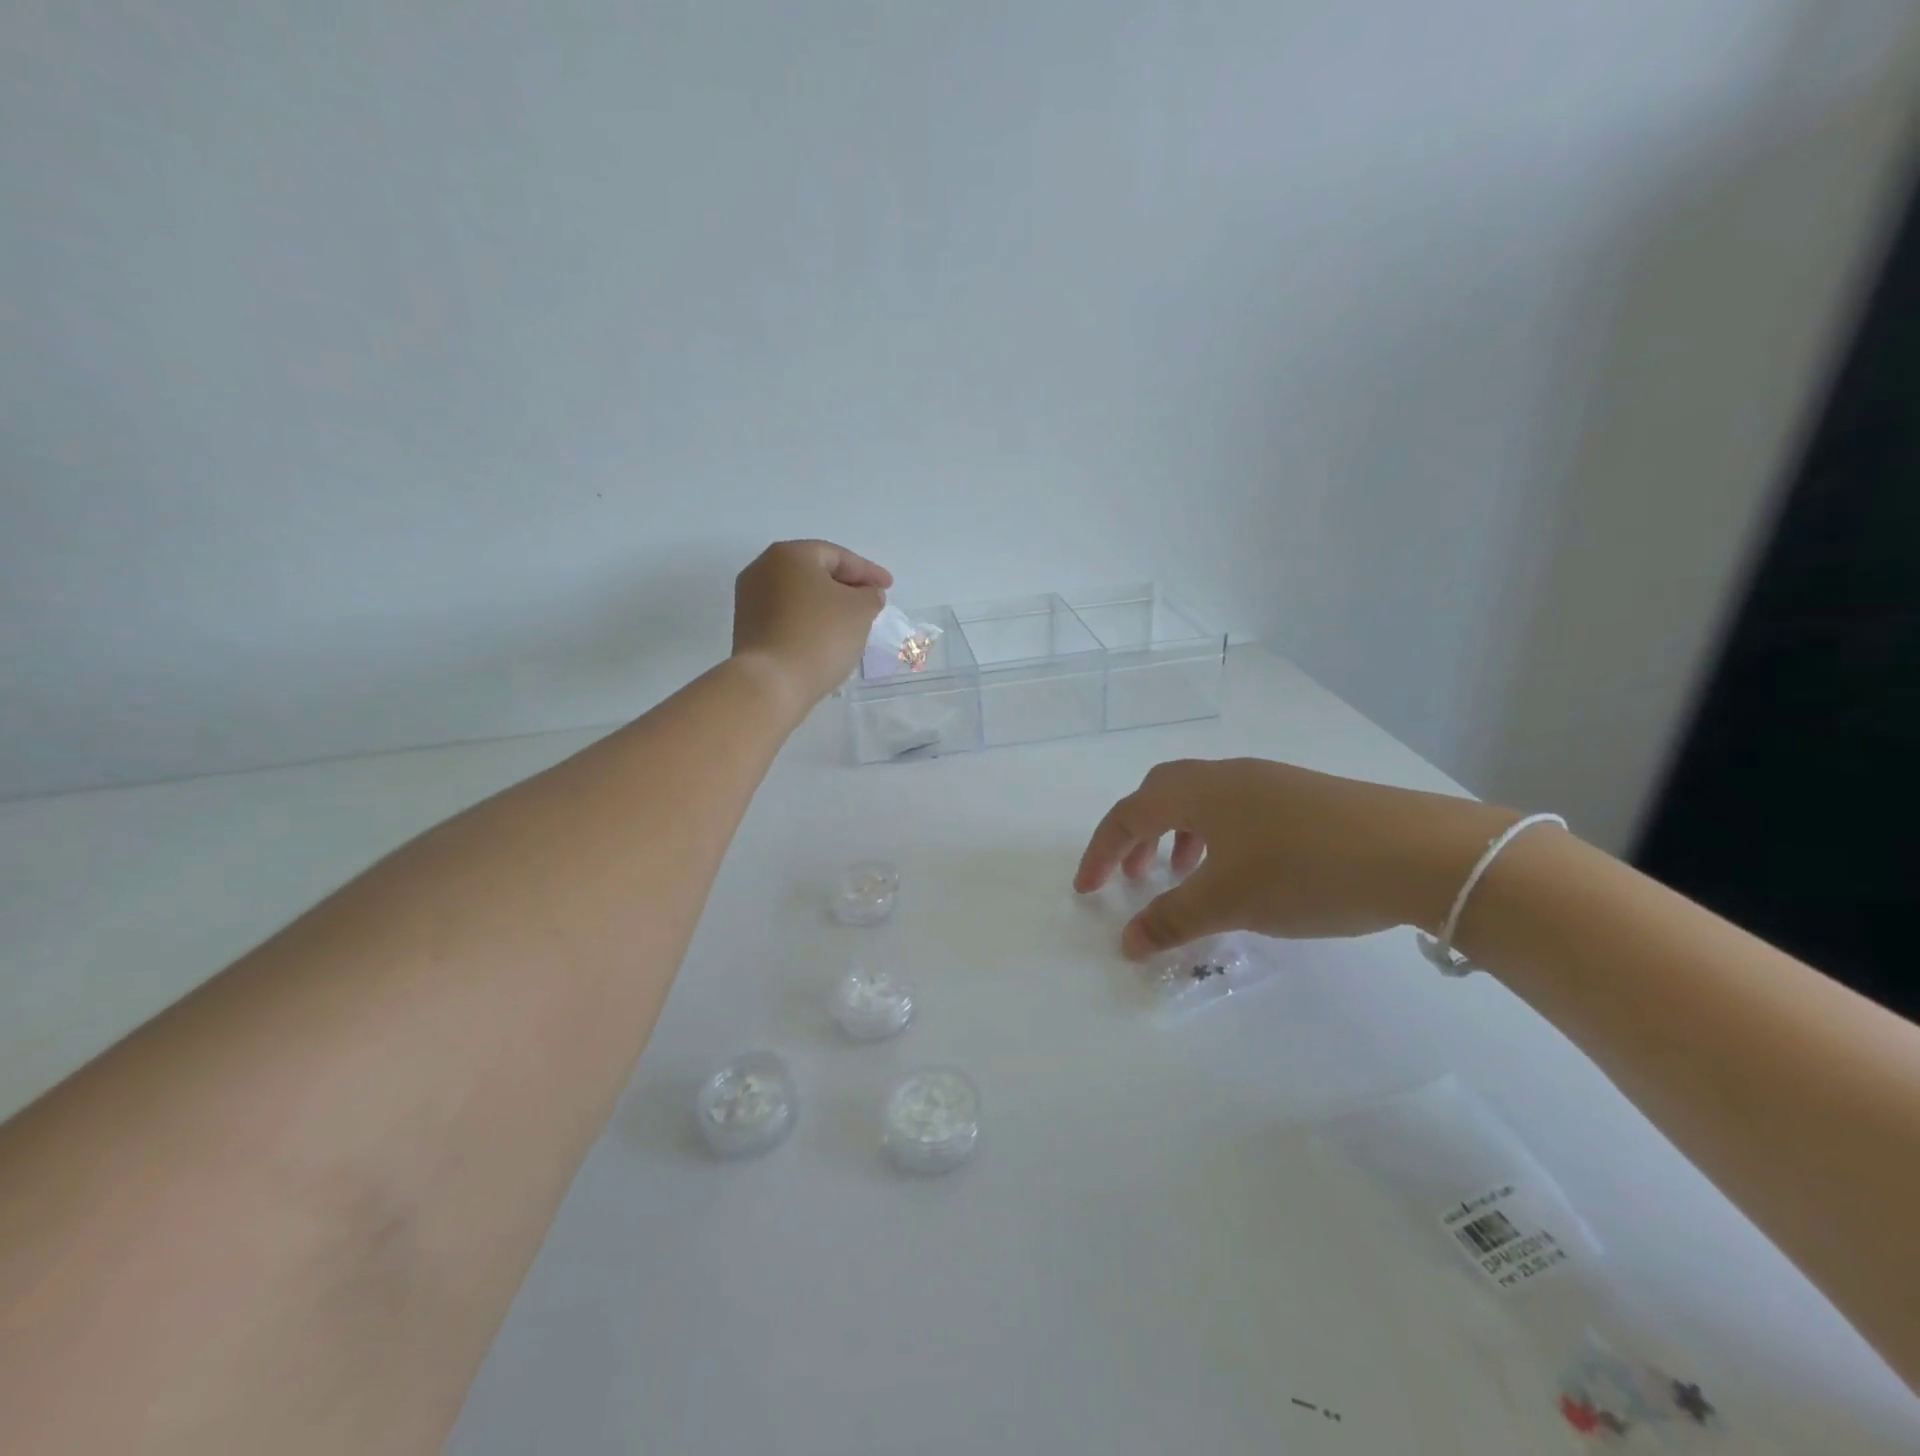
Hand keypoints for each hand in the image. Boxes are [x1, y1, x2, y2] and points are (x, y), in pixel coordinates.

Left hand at [731, 539, 891, 718]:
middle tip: (870, 602)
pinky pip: (787, 617)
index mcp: (789, 555)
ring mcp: (750, 599)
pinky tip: (825, 638)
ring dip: (826, 605)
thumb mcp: (860, 611)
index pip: (837, 556)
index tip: (889, 586)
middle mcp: (763, 569)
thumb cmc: (819, 636)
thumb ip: (870, 595)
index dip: (868, 571)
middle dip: (845, 586)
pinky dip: (809, 622)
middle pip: (815, 573)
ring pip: (799, 596)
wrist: (771, 682)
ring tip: (851, 623)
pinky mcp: (747, 628)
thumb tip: (866, 594)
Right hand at [1073, 758, 1520, 957]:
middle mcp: (1227, 775)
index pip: (1128, 814)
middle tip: (1135, 878)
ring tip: (1183, 876)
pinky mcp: (1303, 797)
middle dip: (1137, 836)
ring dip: (1177, 836)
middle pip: (1160, 794)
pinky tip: (1240, 871)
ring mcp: (1269, 782)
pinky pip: (1236, 810)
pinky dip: (1215, 837)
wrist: (1418, 851)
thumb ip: (1172, 921)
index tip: (1087, 890)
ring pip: (1201, 801)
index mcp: (1199, 791)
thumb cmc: (1306, 870)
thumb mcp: (1230, 901)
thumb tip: (1126, 943)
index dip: (1100, 852)